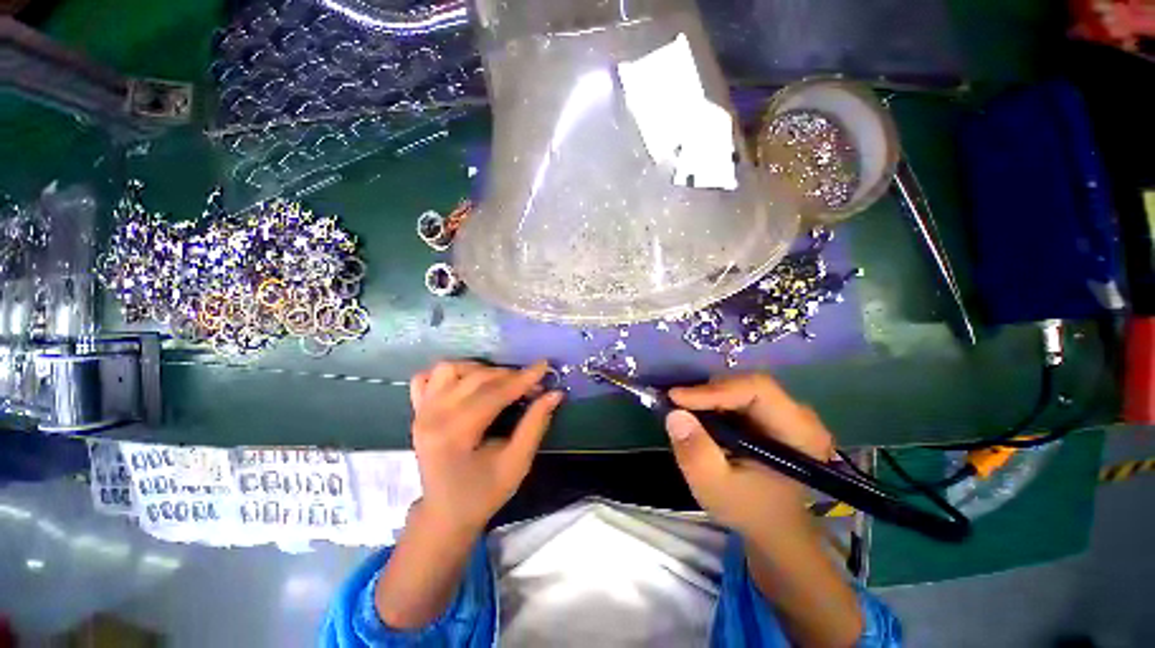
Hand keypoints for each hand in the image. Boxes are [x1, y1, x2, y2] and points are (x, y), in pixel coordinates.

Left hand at [408, 360, 562, 534]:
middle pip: (476, 378)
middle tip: (532, 385)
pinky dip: (450, 373)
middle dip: (510, 376)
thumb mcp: (516, 464)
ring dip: (480, 369)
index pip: (494, 394)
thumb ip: (535, 425)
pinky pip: (427, 378)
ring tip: (500, 382)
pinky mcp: (417, 411)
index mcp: (454, 434)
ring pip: (450, 369)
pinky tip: (467, 382)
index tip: (545, 366)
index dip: (523, 379)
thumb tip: (554, 394)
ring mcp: (421, 411)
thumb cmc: (483, 494)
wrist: (445, 514)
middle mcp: (432, 416)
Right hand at [665, 373, 833, 536]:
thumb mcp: (715, 487)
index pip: (757, 389)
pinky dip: (714, 402)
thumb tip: (674, 414)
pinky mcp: (772, 414)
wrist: (774, 527)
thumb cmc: (749, 510)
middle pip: (748, 383)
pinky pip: (739, 395)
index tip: (677, 398)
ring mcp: (786, 412)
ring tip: (685, 410)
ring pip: (741, 386)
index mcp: (798, 432)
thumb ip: (696, 453)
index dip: (714, 389)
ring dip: (709, 396)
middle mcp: (798, 414)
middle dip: (708, 392)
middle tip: (678, 404)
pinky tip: (700, 416)